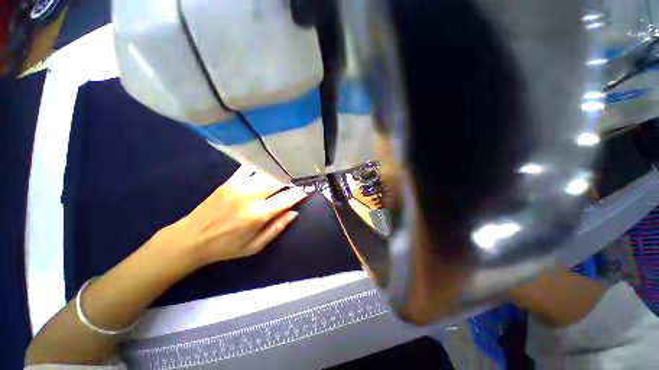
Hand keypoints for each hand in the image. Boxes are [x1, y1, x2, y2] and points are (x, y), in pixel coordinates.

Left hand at [167, 166, 306, 266]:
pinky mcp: (230, 180)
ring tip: (289, 169)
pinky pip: (251, 167)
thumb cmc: (226, 246)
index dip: (300, 192)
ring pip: (267, 171)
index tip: (309, 188)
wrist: (191, 238)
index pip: (287, 198)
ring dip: (280, 170)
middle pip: (278, 180)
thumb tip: (294, 212)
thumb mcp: (255, 246)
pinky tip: (269, 164)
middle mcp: (251, 196)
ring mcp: (239, 185)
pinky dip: (263, 165)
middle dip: (293, 178)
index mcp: (258, 214)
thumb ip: (277, 228)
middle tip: (302, 176)